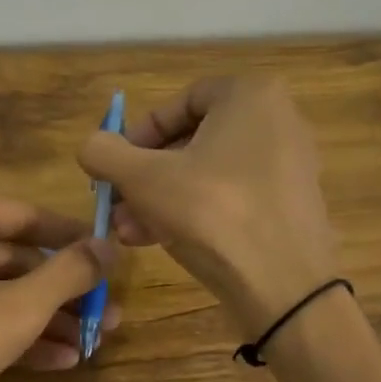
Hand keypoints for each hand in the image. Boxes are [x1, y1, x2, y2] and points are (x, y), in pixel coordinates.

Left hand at [0, 191, 118, 381]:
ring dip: (46, 318)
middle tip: (107, 313)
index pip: (26, 215)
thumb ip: (69, 272)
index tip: (113, 258)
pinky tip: (61, 361)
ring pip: (0, 292)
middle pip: (16, 258)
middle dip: (64, 291)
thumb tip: (110, 246)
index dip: (74, 238)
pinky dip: (16, 336)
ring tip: (93, 341)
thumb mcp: (18, 306)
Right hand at [78, 76, 334, 336]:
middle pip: (193, 141)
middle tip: (118, 204)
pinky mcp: (290, 206)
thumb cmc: (211, 212)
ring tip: (128, 231)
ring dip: (161, 199)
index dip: (140, 133)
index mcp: (251, 96)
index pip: (181, 101)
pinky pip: (232, 197)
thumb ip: (105, 153)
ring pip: (208, 174)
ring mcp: (288, 166)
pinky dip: (195, 212)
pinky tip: (159, 240)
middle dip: (146, 176)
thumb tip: (90, 145)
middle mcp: (277, 121)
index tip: (117, 165)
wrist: (284, 286)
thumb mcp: (143, 179)